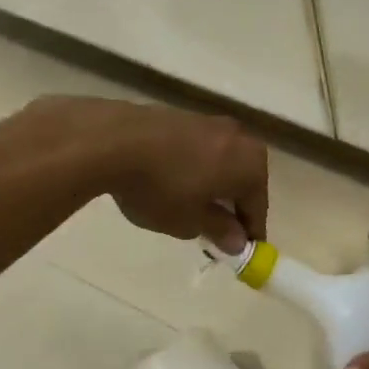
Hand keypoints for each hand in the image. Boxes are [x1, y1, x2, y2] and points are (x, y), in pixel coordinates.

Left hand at [6, 97, 268, 250]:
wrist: (110, 140)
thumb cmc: (160, 188)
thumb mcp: (190, 221)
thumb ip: (219, 230)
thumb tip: (238, 241)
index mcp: (251, 165)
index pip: (258, 207)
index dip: (250, 233)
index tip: (242, 252)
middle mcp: (239, 138)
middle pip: (244, 180)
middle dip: (233, 206)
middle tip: (218, 231)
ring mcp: (210, 123)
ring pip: (222, 163)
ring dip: (214, 186)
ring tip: (193, 207)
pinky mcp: (182, 116)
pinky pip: (200, 151)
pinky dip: (196, 169)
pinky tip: (174, 183)